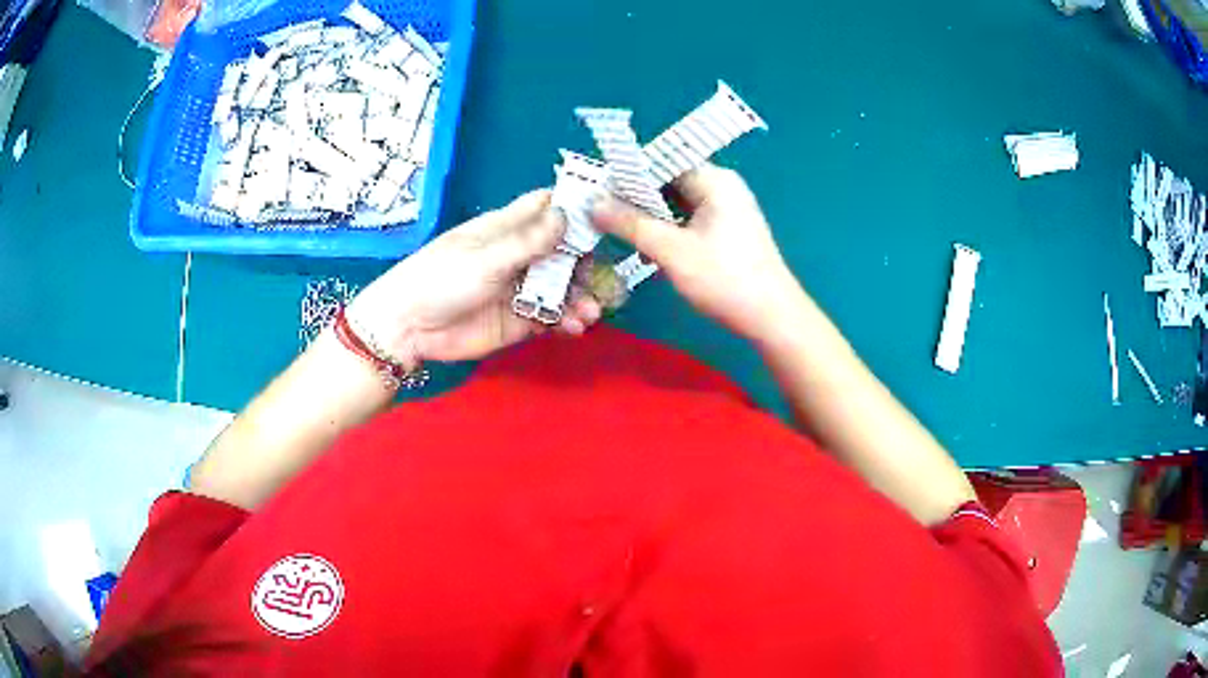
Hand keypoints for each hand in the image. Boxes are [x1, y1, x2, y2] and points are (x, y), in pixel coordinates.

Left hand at [347, 190, 602, 367]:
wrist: (410, 328)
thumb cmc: (441, 279)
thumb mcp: (486, 257)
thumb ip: (528, 240)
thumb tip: (567, 214)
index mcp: (507, 228)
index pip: (545, 207)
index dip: (574, 206)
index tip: (606, 211)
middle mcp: (519, 255)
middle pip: (563, 250)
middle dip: (586, 261)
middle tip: (604, 277)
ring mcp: (520, 288)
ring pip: (562, 286)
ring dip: (581, 296)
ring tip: (591, 311)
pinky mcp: (519, 320)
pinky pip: (551, 316)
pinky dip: (566, 320)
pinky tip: (574, 327)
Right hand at [591, 164, 803, 341]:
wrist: (772, 318)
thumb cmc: (725, 279)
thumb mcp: (671, 251)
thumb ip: (630, 224)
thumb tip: (593, 203)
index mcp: (714, 180)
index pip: (662, 162)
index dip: (628, 175)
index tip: (598, 193)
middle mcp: (722, 186)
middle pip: (668, 182)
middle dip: (636, 199)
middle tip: (602, 215)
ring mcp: (727, 209)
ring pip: (677, 203)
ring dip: (651, 218)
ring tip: (620, 233)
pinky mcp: (727, 231)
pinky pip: (689, 220)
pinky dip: (668, 230)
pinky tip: (650, 249)